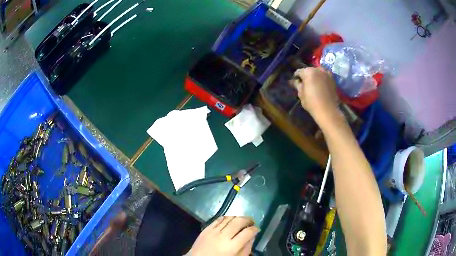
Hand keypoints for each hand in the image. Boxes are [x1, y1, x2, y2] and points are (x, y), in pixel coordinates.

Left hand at [186, 216, 258, 255]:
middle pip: (239, 222)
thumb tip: (252, 237)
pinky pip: (218, 219)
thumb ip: (246, 248)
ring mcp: (214, 231)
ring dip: (237, 217)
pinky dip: (226, 218)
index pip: (248, 232)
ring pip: (229, 218)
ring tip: (241, 220)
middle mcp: (224, 236)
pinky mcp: (206, 229)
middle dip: (248, 220)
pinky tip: (229, 220)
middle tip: (251, 222)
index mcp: (232, 246)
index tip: (257, 229)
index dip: (255, 229)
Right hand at [293, 67, 340, 125]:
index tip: (295, 83)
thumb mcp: (301, 94)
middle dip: (306, 76)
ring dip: (314, 76)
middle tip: (304, 84)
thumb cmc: (311, 102)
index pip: (299, 72)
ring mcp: (327, 74)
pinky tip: (321, 85)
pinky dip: (322, 78)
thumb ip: (297, 85)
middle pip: (309, 70)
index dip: (296, 77)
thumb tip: (293, 81)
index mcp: (308, 72)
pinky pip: (325, 76)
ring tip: (313, 84)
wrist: (327, 110)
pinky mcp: (333, 79)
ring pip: (318, 72)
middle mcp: (318, 69)